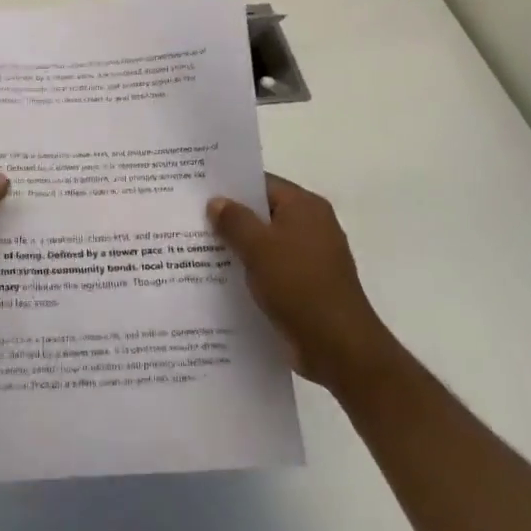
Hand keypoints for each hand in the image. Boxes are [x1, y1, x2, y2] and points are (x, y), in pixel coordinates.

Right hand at [207, 174, 399, 394]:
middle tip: (191, 220)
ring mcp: (312, 257)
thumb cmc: (298, 285)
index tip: (199, 192)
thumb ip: (234, 221)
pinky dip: (252, 271)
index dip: (231, 187)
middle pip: (264, 213)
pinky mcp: (307, 285)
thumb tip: (216, 201)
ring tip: (198, 250)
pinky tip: (222, 280)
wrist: (339, 346)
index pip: (263, 184)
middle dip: (231, 219)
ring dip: (239, 248)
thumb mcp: (258, 248)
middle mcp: (312, 225)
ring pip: (267, 243)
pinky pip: (273, 269)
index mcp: (305, 206)